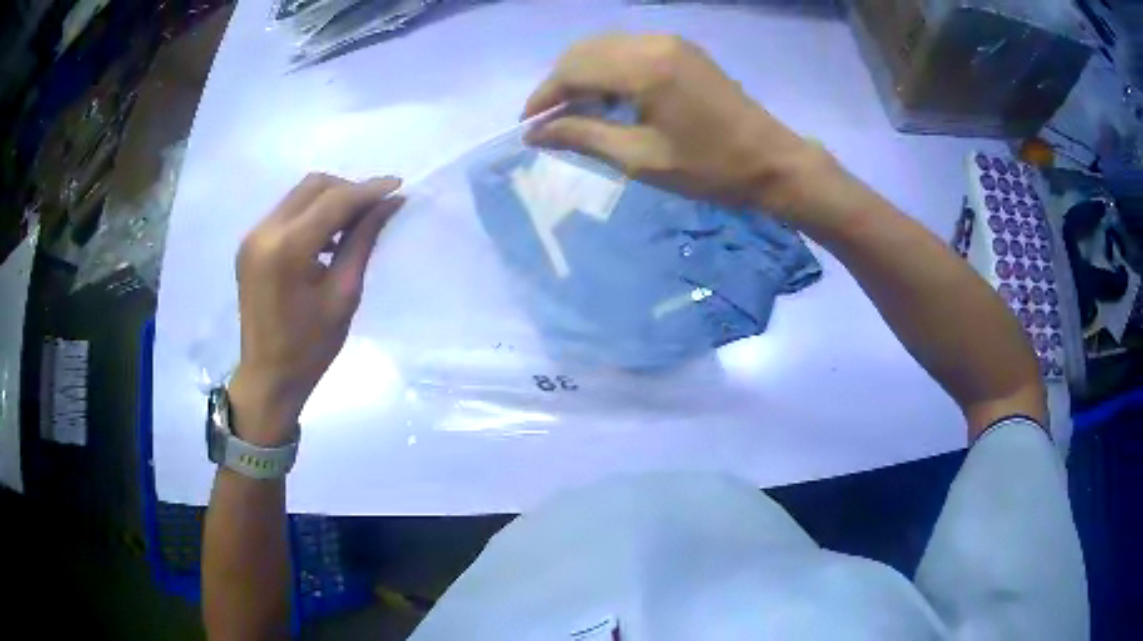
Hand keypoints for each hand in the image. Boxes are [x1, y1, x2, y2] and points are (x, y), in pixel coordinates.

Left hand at [229, 174, 403, 443]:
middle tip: (374, 210)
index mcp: (288, 248)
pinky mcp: (250, 244)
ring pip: (299, 195)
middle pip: (314, 186)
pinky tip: (326, 239)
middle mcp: (265, 231)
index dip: (369, 190)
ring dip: (329, 200)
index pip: (334, 200)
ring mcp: (253, 236)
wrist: (267, 376)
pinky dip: (311, 214)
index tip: (398, 186)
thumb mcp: (344, 294)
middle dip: (348, 190)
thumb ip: (363, 241)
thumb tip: (390, 204)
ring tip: (353, 225)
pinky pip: (286, 212)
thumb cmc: (310, 346)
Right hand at [524, 34, 830, 216]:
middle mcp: (652, 42)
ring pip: (604, 47)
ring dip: (582, 75)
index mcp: (644, 68)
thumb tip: (536, 134)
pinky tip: (610, 98)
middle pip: (584, 52)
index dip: (543, 97)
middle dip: (559, 85)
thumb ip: (583, 137)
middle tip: (552, 123)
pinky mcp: (681, 49)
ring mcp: (670, 42)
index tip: (528, 127)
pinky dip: (608, 70)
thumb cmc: (710, 168)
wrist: (772, 161)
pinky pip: (628, 50)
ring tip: (578, 114)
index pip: (572, 70)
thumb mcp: (641, 159)